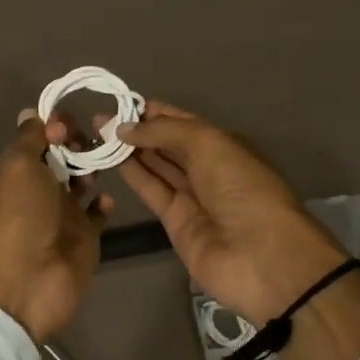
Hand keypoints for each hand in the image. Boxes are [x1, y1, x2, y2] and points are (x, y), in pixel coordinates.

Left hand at [0, 111, 111, 342]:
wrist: (26, 283)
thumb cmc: (20, 217)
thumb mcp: (18, 168)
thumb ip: (30, 138)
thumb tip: (34, 113)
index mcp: (20, 170)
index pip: (40, 137)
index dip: (55, 124)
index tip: (68, 123)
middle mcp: (41, 188)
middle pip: (64, 156)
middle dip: (80, 142)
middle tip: (97, 139)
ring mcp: (64, 213)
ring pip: (83, 180)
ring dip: (94, 167)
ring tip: (107, 160)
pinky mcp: (85, 236)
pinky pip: (98, 213)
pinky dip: (104, 202)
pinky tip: (107, 197)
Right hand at [114, 101, 349, 326]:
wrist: (262, 257)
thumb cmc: (242, 188)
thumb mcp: (208, 144)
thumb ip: (164, 131)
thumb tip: (124, 127)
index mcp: (224, 145)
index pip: (184, 122)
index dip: (155, 112)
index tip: (122, 102)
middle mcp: (208, 168)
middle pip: (168, 144)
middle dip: (138, 129)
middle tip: (101, 118)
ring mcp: (192, 196)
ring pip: (156, 166)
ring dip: (130, 150)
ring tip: (98, 133)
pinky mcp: (175, 222)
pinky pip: (152, 191)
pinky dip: (133, 174)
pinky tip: (110, 158)